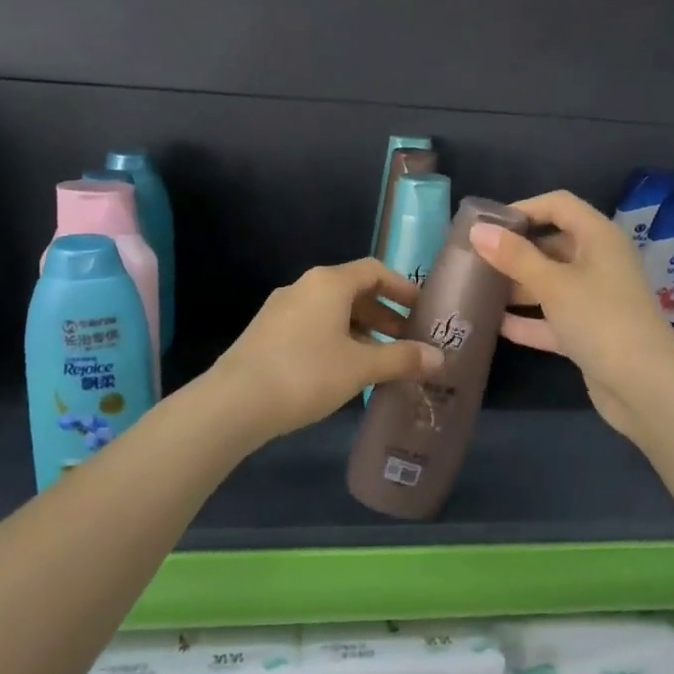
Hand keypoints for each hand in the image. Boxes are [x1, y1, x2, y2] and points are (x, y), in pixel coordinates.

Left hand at [207, 258, 444, 442]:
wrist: (234, 402)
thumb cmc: (306, 374)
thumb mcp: (360, 367)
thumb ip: (402, 359)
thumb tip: (439, 358)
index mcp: (328, 283)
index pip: (374, 271)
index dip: (402, 287)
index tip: (422, 309)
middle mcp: (304, 287)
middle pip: (353, 291)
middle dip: (384, 315)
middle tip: (407, 341)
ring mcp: (281, 310)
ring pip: (332, 312)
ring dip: (361, 331)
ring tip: (380, 361)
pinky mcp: (267, 333)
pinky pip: (312, 327)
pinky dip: (337, 340)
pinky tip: (344, 371)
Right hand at [469, 191, 673, 440]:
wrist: (644, 386)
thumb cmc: (599, 319)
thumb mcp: (553, 284)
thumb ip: (514, 257)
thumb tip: (478, 231)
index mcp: (598, 238)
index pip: (559, 205)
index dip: (524, 208)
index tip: (487, 226)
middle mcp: (599, 263)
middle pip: (551, 245)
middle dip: (514, 251)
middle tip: (474, 259)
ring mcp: (595, 300)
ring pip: (550, 283)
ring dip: (517, 286)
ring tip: (475, 290)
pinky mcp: (589, 333)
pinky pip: (552, 318)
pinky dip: (528, 319)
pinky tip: (494, 325)